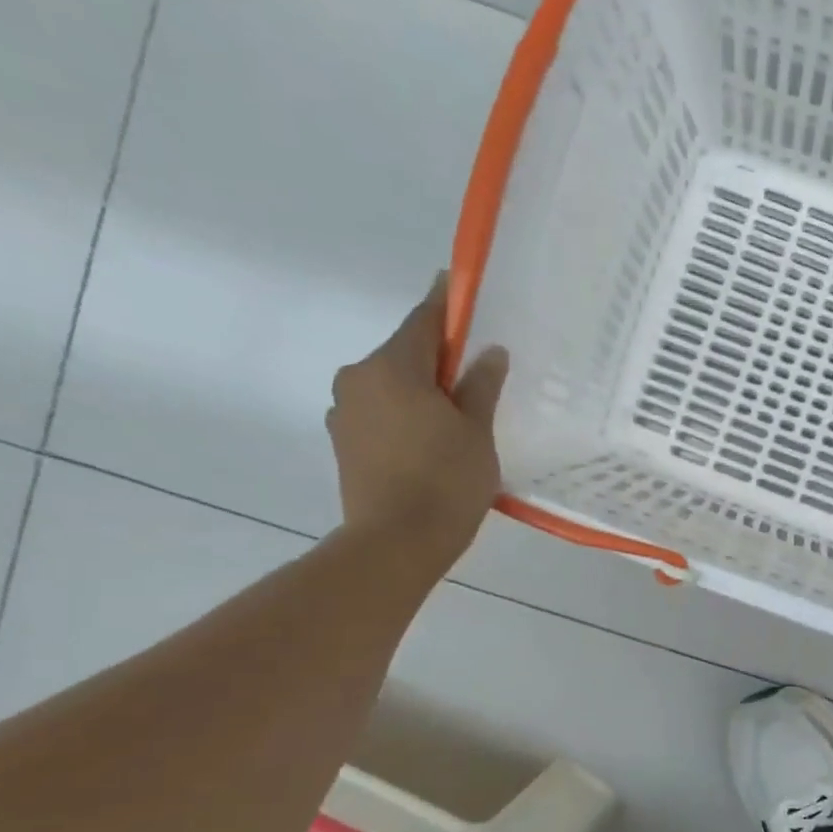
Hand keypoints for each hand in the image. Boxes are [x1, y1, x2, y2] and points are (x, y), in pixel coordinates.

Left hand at [326, 275, 507, 568]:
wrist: (395, 544)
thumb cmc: (445, 481)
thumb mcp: (476, 431)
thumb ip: (481, 386)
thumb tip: (489, 353)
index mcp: (392, 367)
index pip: (423, 320)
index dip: (445, 304)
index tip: (459, 287)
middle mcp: (358, 379)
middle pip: (404, 353)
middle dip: (437, 357)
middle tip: (476, 372)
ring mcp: (344, 412)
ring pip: (391, 385)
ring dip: (420, 389)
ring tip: (457, 414)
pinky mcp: (343, 443)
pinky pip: (380, 413)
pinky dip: (405, 415)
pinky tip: (431, 439)